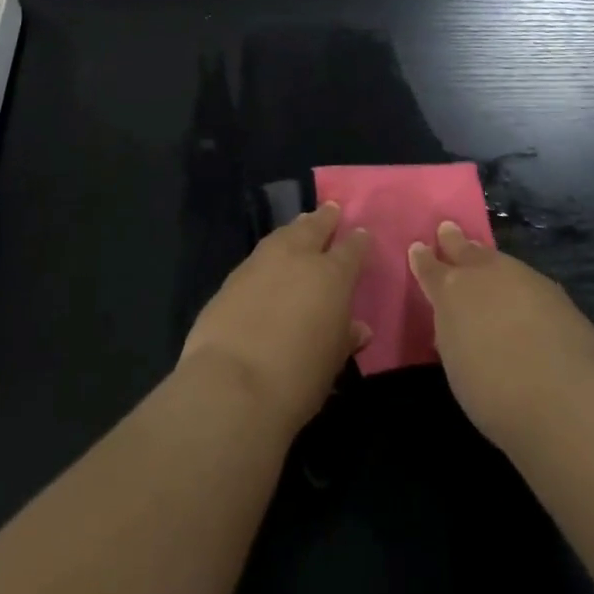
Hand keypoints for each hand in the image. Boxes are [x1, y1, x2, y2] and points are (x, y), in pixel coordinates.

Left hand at [179, 203, 371, 435]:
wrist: (232, 384)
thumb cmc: (297, 378)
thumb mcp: (332, 363)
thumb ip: (345, 338)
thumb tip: (358, 328)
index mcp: (332, 276)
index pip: (351, 250)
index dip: (358, 242)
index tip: (361, 234)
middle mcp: (299, 257)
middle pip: (314, 228)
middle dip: (324, 218)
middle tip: (331, 208)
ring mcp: (262, 262)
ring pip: (284, 234)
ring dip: (296, 228)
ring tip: (302, 223)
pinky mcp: (233, 276)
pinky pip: (260, 254)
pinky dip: (270, 250)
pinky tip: (270, 257)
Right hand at [410, 221, 593, 452]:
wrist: (564, 398)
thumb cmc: (495, 393)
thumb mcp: (458, 367)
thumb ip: (454, 335)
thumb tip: (459, 325)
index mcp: (451, 292)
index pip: (430, 268)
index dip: (423, 259)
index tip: (418, 248)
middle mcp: (485, 274)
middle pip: (465, 250)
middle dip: (454, 241)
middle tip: (447, 230)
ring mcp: (523, 278)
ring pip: (499, 261)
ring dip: (489, 261)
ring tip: (484, 262)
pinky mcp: (556, 293)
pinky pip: (528, 282)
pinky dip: (520, 286)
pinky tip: (524, 300)